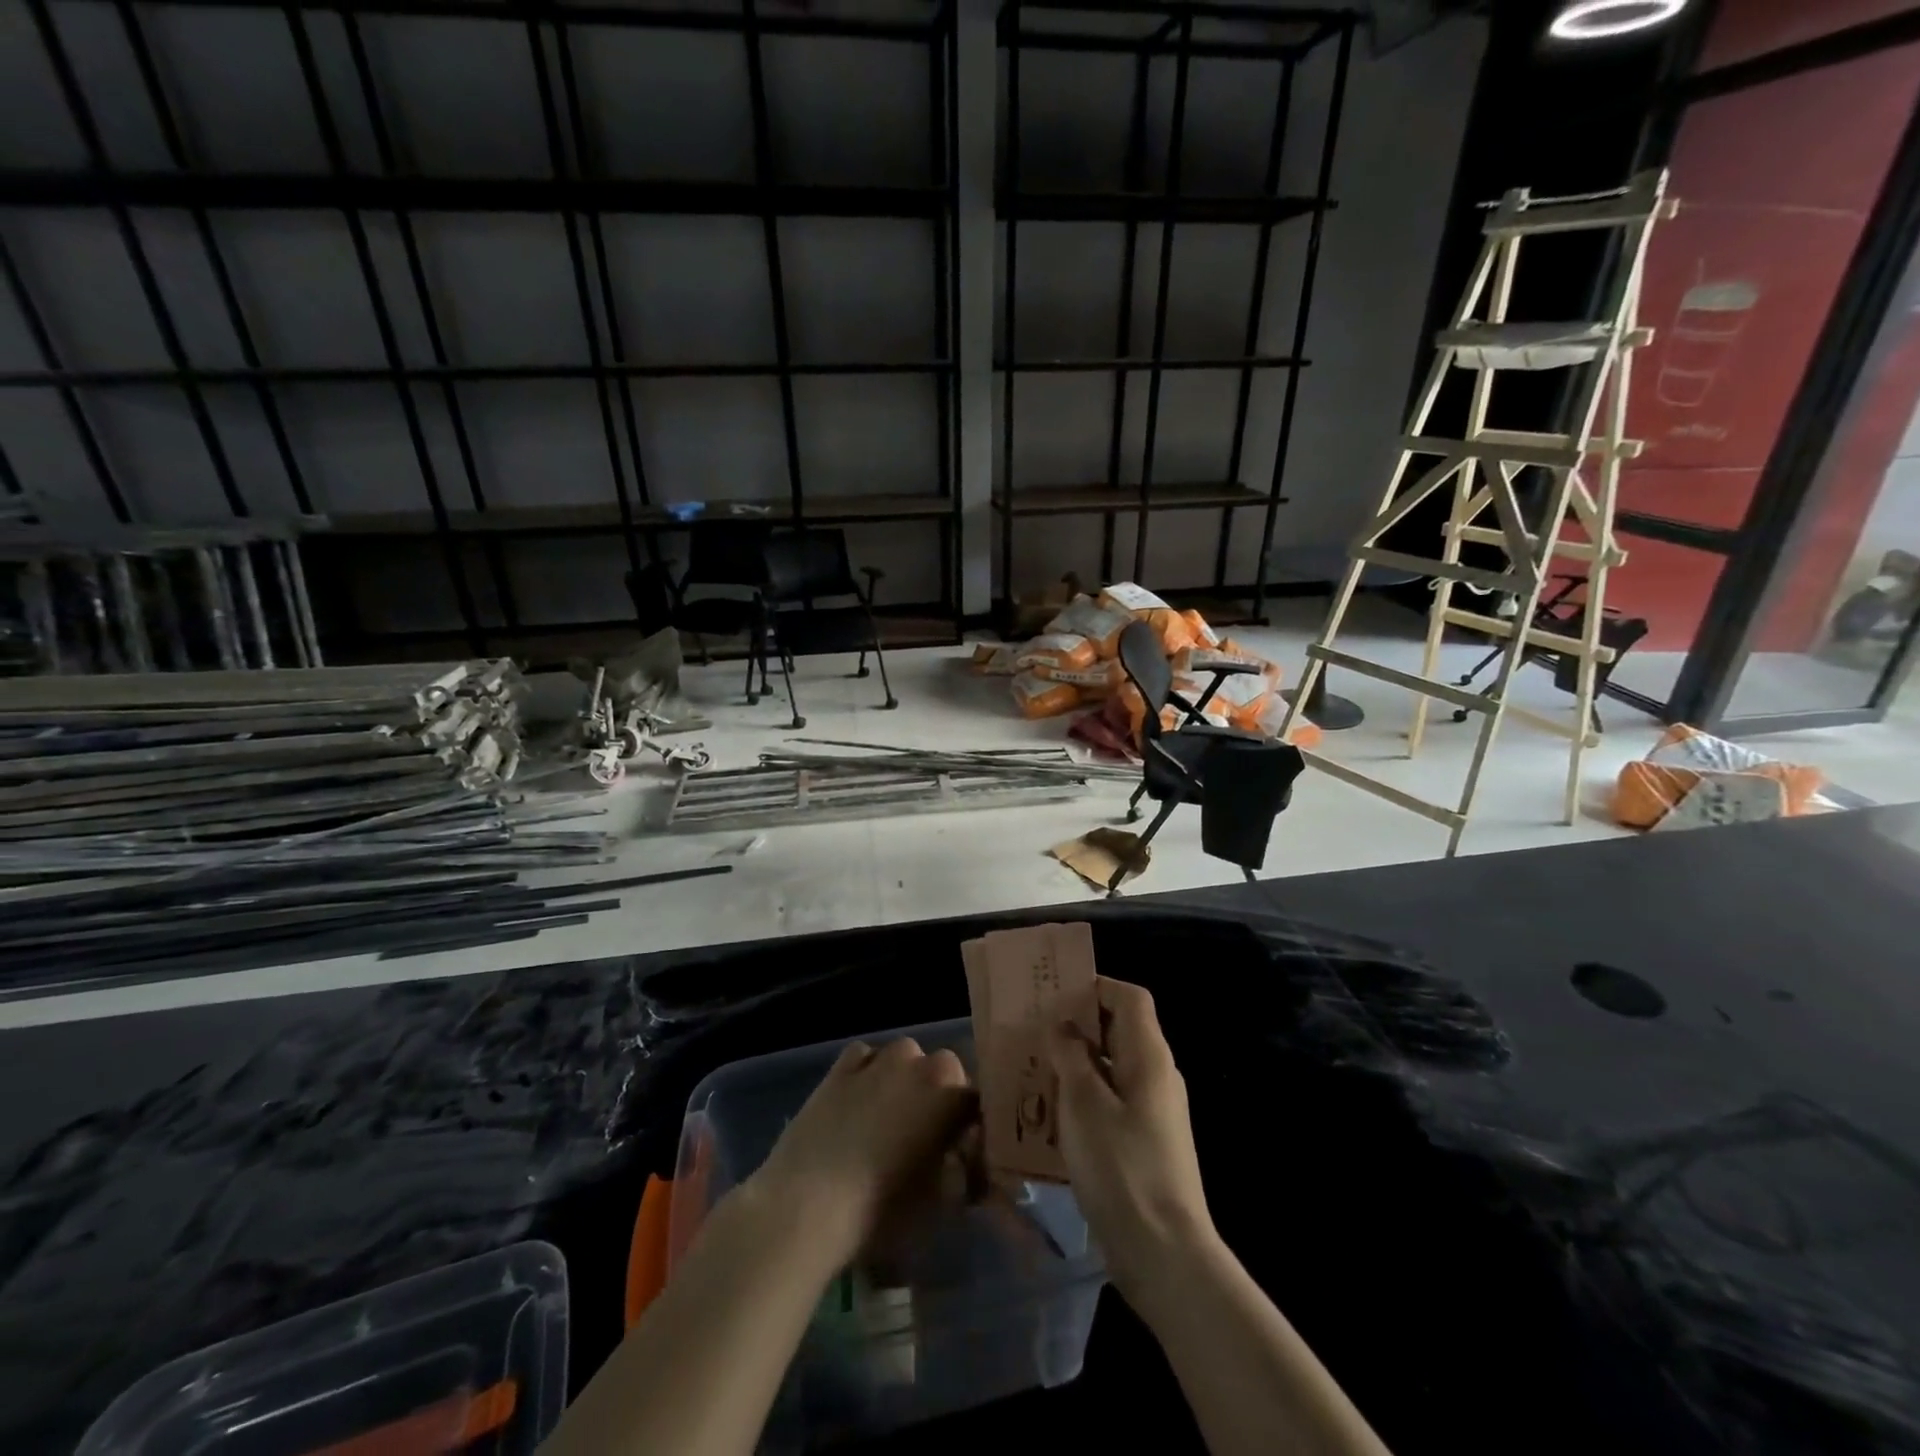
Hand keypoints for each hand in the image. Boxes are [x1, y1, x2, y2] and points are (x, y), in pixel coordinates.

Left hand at [743, 1037, 975, 1271]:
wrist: (806, 1204)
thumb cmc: (882, 1210)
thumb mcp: (941, 1205)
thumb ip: (965, 1176)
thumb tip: (972, 1167)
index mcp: (951, 1094)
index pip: (978, 1102)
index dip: (974, 1128)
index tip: (966, 1154)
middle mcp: (919, 1064)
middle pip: (944, 1071)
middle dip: (941, 1096)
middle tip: (929, 1137)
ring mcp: (877, 1060)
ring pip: (905, 1058)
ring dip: (906, 1079)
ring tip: (891, 1118)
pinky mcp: (840, 1067)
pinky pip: (865, 1058)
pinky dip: (869, 1072)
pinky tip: (859, 1102)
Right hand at [1048, 977, 1216, 1304]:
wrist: (1164, 1254)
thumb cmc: (1121, 1166)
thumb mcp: (1084, 1103)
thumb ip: (1071, 1056)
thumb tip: (1064, 1025)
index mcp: (1149, 1056)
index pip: (1130, 997)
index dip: (1096, 986)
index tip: (1056, 994)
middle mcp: (1158, 1076)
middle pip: (1120, 1030)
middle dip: (1077, 1026)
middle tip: (1035, 1030)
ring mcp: (1154, 1112)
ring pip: (1112, 1068)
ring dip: (1076, 1064)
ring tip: (1034, 1070)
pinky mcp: (1145, 1143)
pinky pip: (1112, 1102)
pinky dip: (1084, 1098)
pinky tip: (1051, 1117)